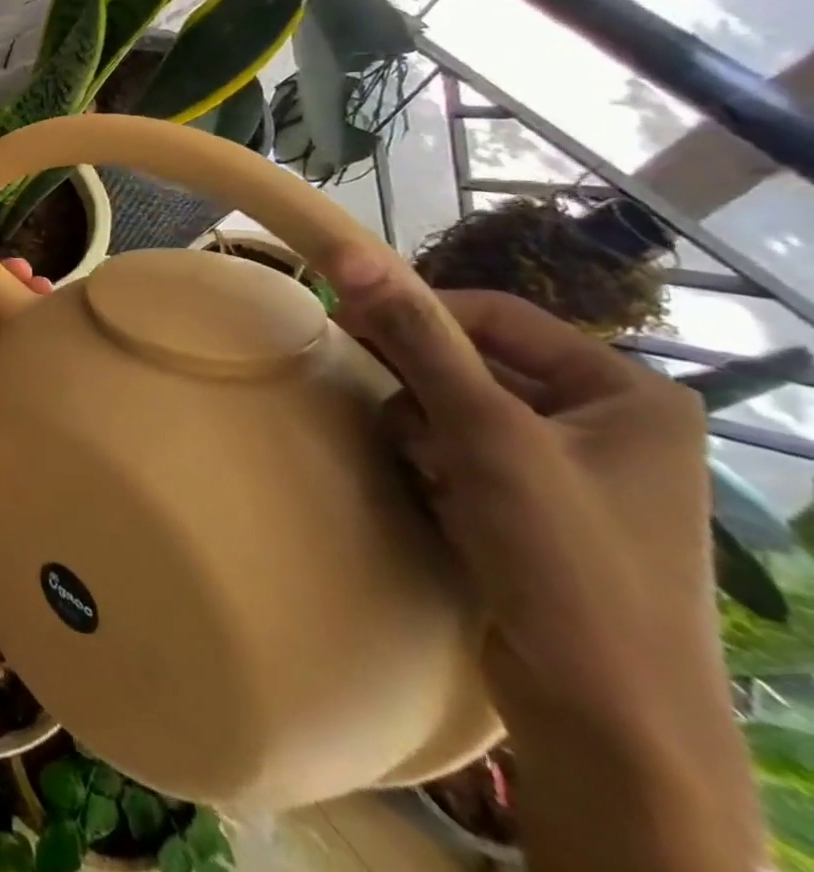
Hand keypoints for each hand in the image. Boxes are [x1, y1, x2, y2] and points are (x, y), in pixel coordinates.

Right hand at [325, 249, 761, 871]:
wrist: (606, 722)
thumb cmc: (565, 558)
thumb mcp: (486, 433)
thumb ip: (418, 337)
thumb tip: (350, 252)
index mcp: (628, 392)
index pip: (497, 315)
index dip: (418, 314)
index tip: (346, 324)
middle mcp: (607, 423)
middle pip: (477, 363)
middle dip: (422, 384)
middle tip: (379, 400)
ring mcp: (571, 471)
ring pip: (460, 408)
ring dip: (423, 427)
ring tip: (420, 466)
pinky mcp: (536, 511)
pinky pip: (463, 453)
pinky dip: (434, 463)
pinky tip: (433, 495)